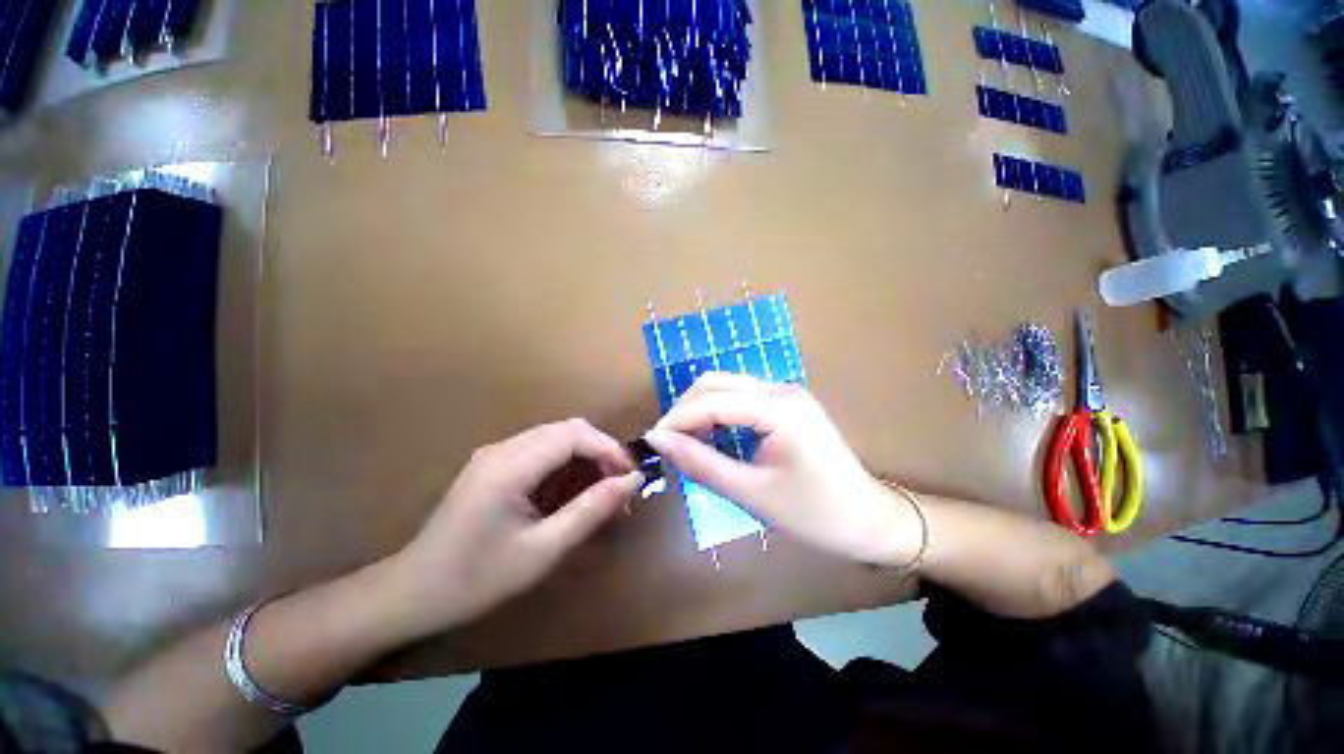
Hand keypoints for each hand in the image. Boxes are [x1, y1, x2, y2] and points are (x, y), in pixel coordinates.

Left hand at [392, 419, 640, 632]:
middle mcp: (503, 448)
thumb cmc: (477, 579)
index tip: (631, 476)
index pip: (574, 435)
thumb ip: (590, 511)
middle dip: (601, 450)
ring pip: (556, 436)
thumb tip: (632, 482)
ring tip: (603, 487)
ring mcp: (495, 453)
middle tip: (620, 483)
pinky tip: (573, 488)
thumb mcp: (542, 550)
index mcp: (510, 466)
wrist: (412, 592)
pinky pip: (541, 449)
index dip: (609, 448)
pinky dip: (567, 462)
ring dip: (585, 454)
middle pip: (567, 429)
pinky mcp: (494, 464)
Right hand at [645, 373, 920, 566]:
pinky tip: (709, 436)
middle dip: (684, 410)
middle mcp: (780, 389)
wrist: (869, 519)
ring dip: (698, 409)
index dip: (676, 419)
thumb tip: (657, 441)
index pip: (711, 400)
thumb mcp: (751, 492)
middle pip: (715, 383)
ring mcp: (785, 393)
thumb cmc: (814, 513)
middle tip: (667, 444)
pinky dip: (716, 413)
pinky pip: (739, 398)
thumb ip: (701, 463)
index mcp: (778, 407)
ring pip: (725, 386)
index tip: (651, 443)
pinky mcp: (786, 404)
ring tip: (684, 442)